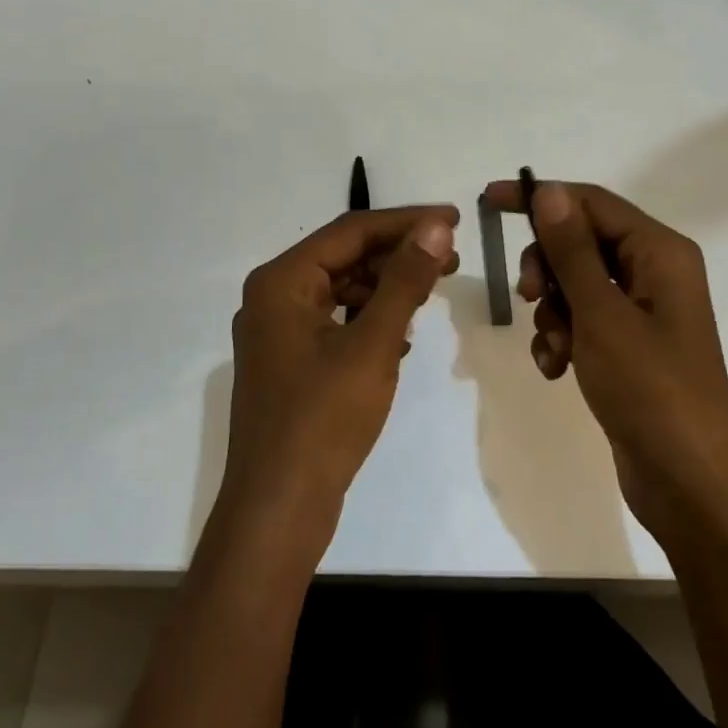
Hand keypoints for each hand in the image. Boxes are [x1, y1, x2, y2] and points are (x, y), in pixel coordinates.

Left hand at [218, 205, 459, 550]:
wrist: (278, 510)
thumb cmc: (323, 420)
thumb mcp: (372, 344)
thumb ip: (405, 281)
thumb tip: (436, 227)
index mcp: (282, 281)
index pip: (351, 230)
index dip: (406, 221)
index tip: (454, 218)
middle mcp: (274, 296)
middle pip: (344, 256)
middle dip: (398, 253)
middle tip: (452, 255)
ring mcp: (279, 331)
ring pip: (342, 289)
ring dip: (387, 285)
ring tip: (434, 288)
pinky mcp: (290, 361)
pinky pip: (336, 320)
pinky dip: (370, 317)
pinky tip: (404, 331)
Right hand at [481, 180, 727, 540]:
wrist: (690, 485)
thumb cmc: (650, 390)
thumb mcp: (602, 315)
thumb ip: (572, 250)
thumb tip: (549, 191)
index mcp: (660, 252)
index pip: (591, 202)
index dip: (540, 197)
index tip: (489, 202)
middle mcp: (654, 272)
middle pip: (580, 242)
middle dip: (546, 268)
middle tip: (527, 296)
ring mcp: (642, 311)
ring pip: (575, 284)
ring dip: (552, 312)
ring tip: (554, 350)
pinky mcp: (629, 345)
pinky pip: (582, 321)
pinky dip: (562, 338)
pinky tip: (556, 369)